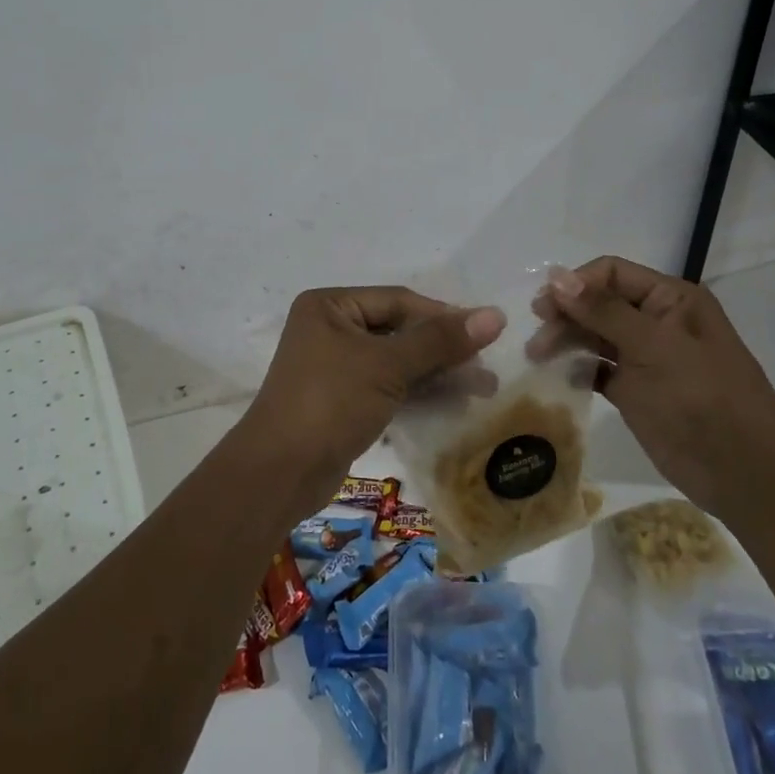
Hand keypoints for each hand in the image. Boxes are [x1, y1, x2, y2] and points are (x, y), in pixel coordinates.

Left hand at [241, 287, 505, 512]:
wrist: (279, 473)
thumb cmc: (330, 402)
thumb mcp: (387, 366)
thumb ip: (440, 341)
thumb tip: (495, 315)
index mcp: (330, 306)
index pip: (398, 301)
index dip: (443, 316)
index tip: (487, 334)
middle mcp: (330, 328)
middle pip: (398, 330)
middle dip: (443, 349)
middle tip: (487, 368)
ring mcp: (334, 366)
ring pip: (396, 362)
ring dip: (437, 374)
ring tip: (483, 390)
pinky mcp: (342, 400)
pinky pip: (387, 386)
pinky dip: (418, 393)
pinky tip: (453, 404)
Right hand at [533, 257, 774, 515]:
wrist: (745, 474)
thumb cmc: (703, 398)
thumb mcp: (654, 348)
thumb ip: (603, 311)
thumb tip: (556, 277)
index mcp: (670, 299)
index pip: (612, 273)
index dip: (576, 284)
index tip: (545, 307)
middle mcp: (656, 321)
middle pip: (598, 302)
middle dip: (566, 314)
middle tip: (537, 337)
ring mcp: (645, 356)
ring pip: (594, 334)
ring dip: (565, 340)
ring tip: (537, 356)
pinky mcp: (634, 389)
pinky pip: (596, 368)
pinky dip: (576, 367)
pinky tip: (556, 375)